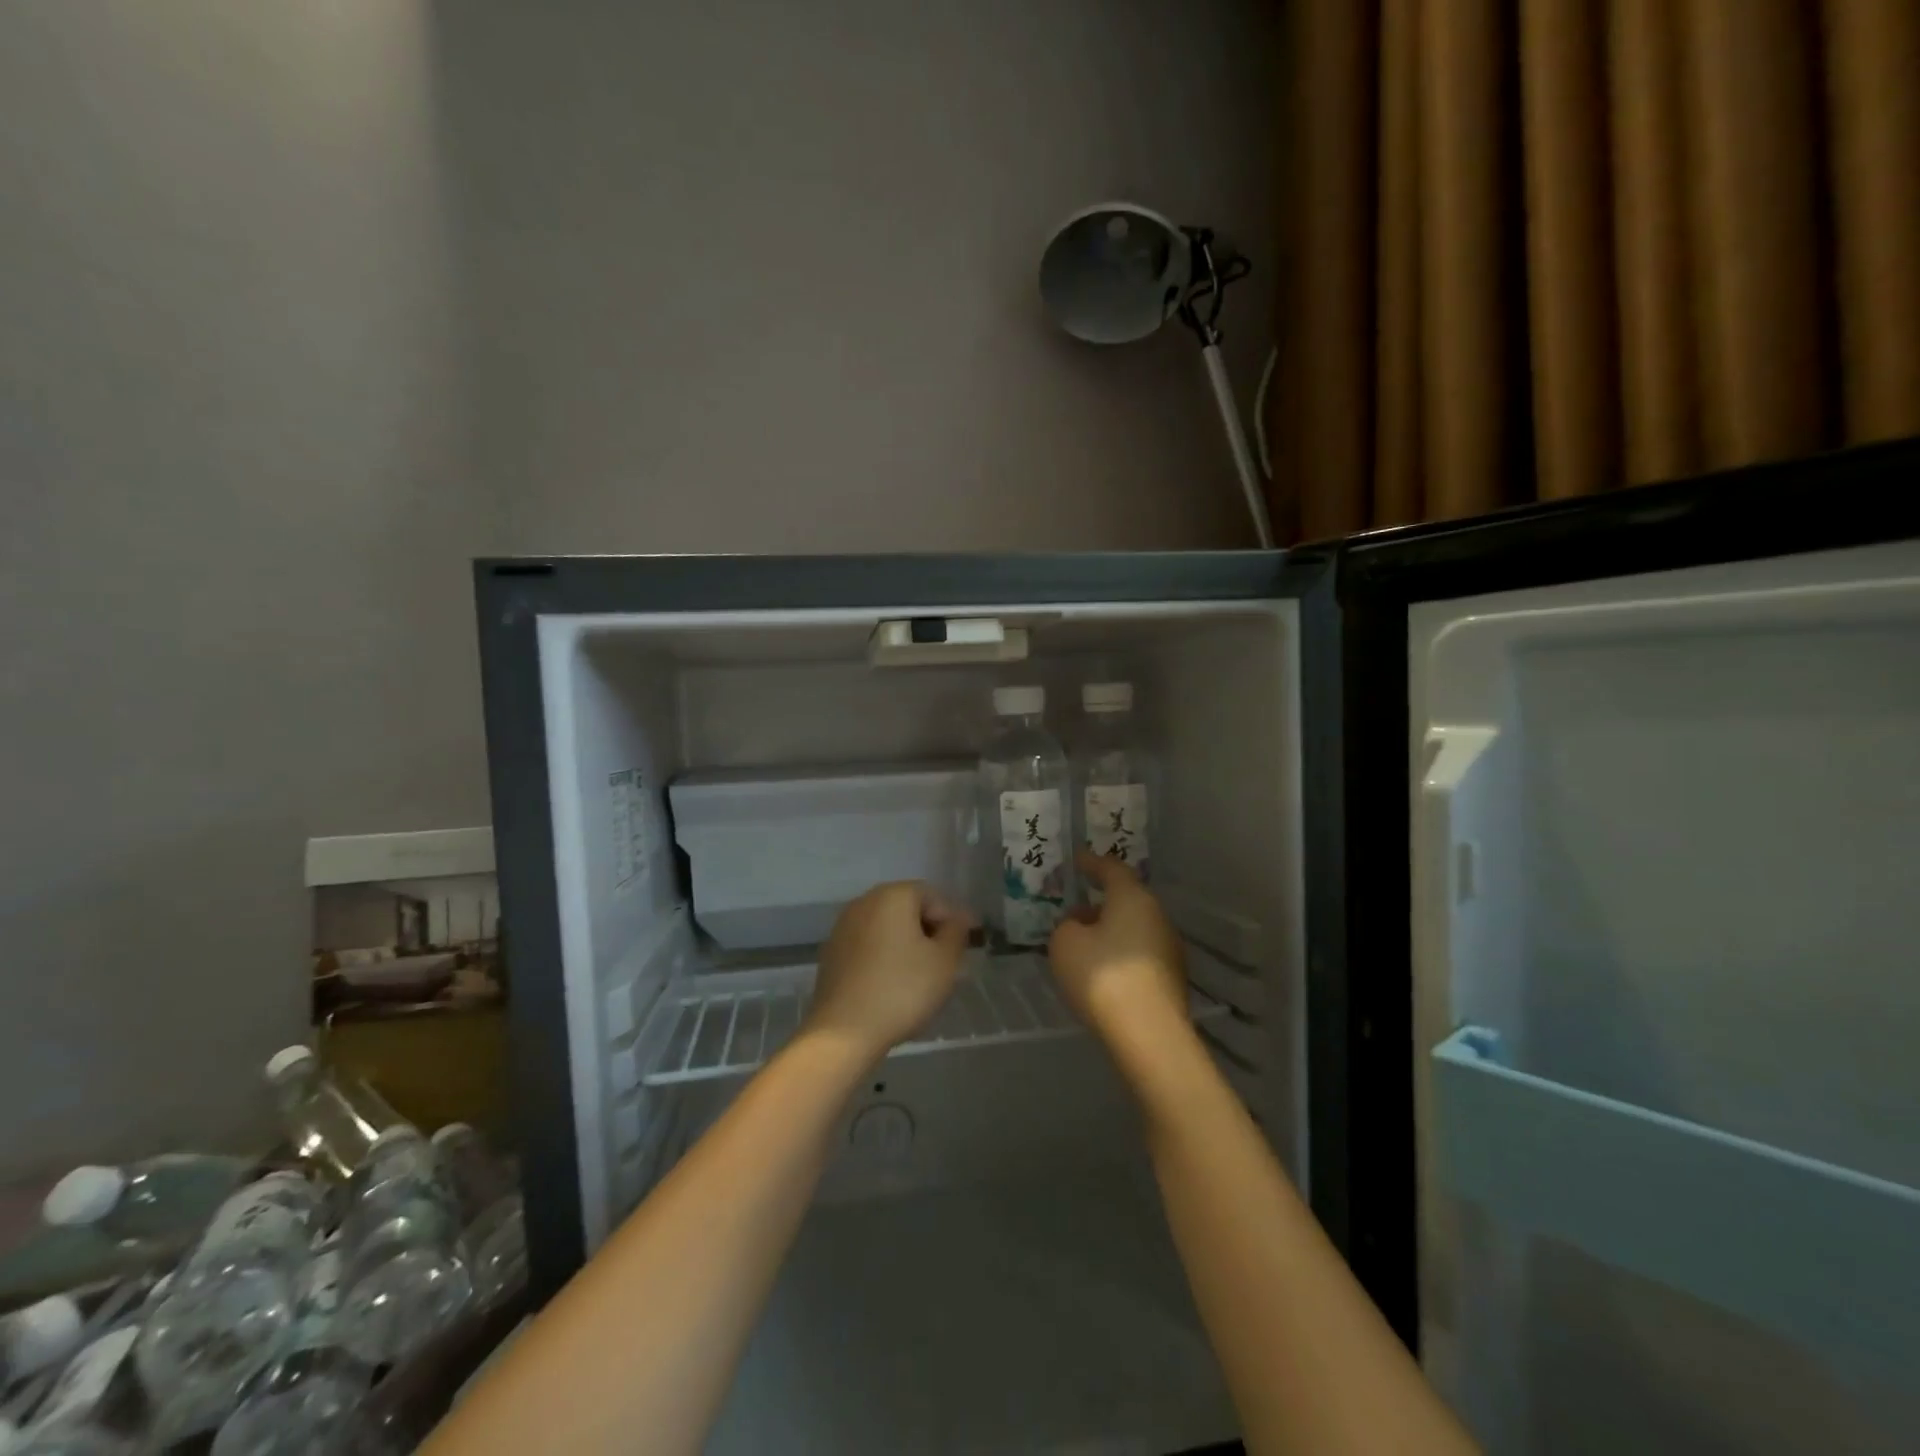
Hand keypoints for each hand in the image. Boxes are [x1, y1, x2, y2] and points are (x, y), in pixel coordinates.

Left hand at [805, 882, 972, 1062]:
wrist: (843, 1032)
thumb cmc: (901, 990)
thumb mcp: (944, 961)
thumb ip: (956, 932)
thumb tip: (957, 919)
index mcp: (892, 896)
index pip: (932, 896)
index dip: (952, 919)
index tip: (965, 947)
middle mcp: (864, 902)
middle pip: (907, 908)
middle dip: (929, 931)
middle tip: (946, 962)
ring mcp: (843, 927)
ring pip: (886, 928)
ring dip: (906, 944)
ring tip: (921, 977)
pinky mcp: (832, 953)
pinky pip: (868, 946)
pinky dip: (884, 957)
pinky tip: (892, 985)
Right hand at [1048, 853, 1187, 1041]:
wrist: (1148, 1035)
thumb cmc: (1102, 976)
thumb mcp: (1065, 943)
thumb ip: (1068, 926)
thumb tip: (1081, 925)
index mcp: (1133, 898)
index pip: (1112, 869)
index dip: (1092, 862)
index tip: (1077, 859)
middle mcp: (1157, 917)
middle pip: (1126, 900)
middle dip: (1100, 903)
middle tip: (1073, 910)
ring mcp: (1169, 949)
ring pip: (1133, 929)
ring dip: (1110, 931)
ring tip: (1083, 945)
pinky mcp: (1171, 980)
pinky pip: (1138, 955)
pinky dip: (1119, 955)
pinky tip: (1101, 972)